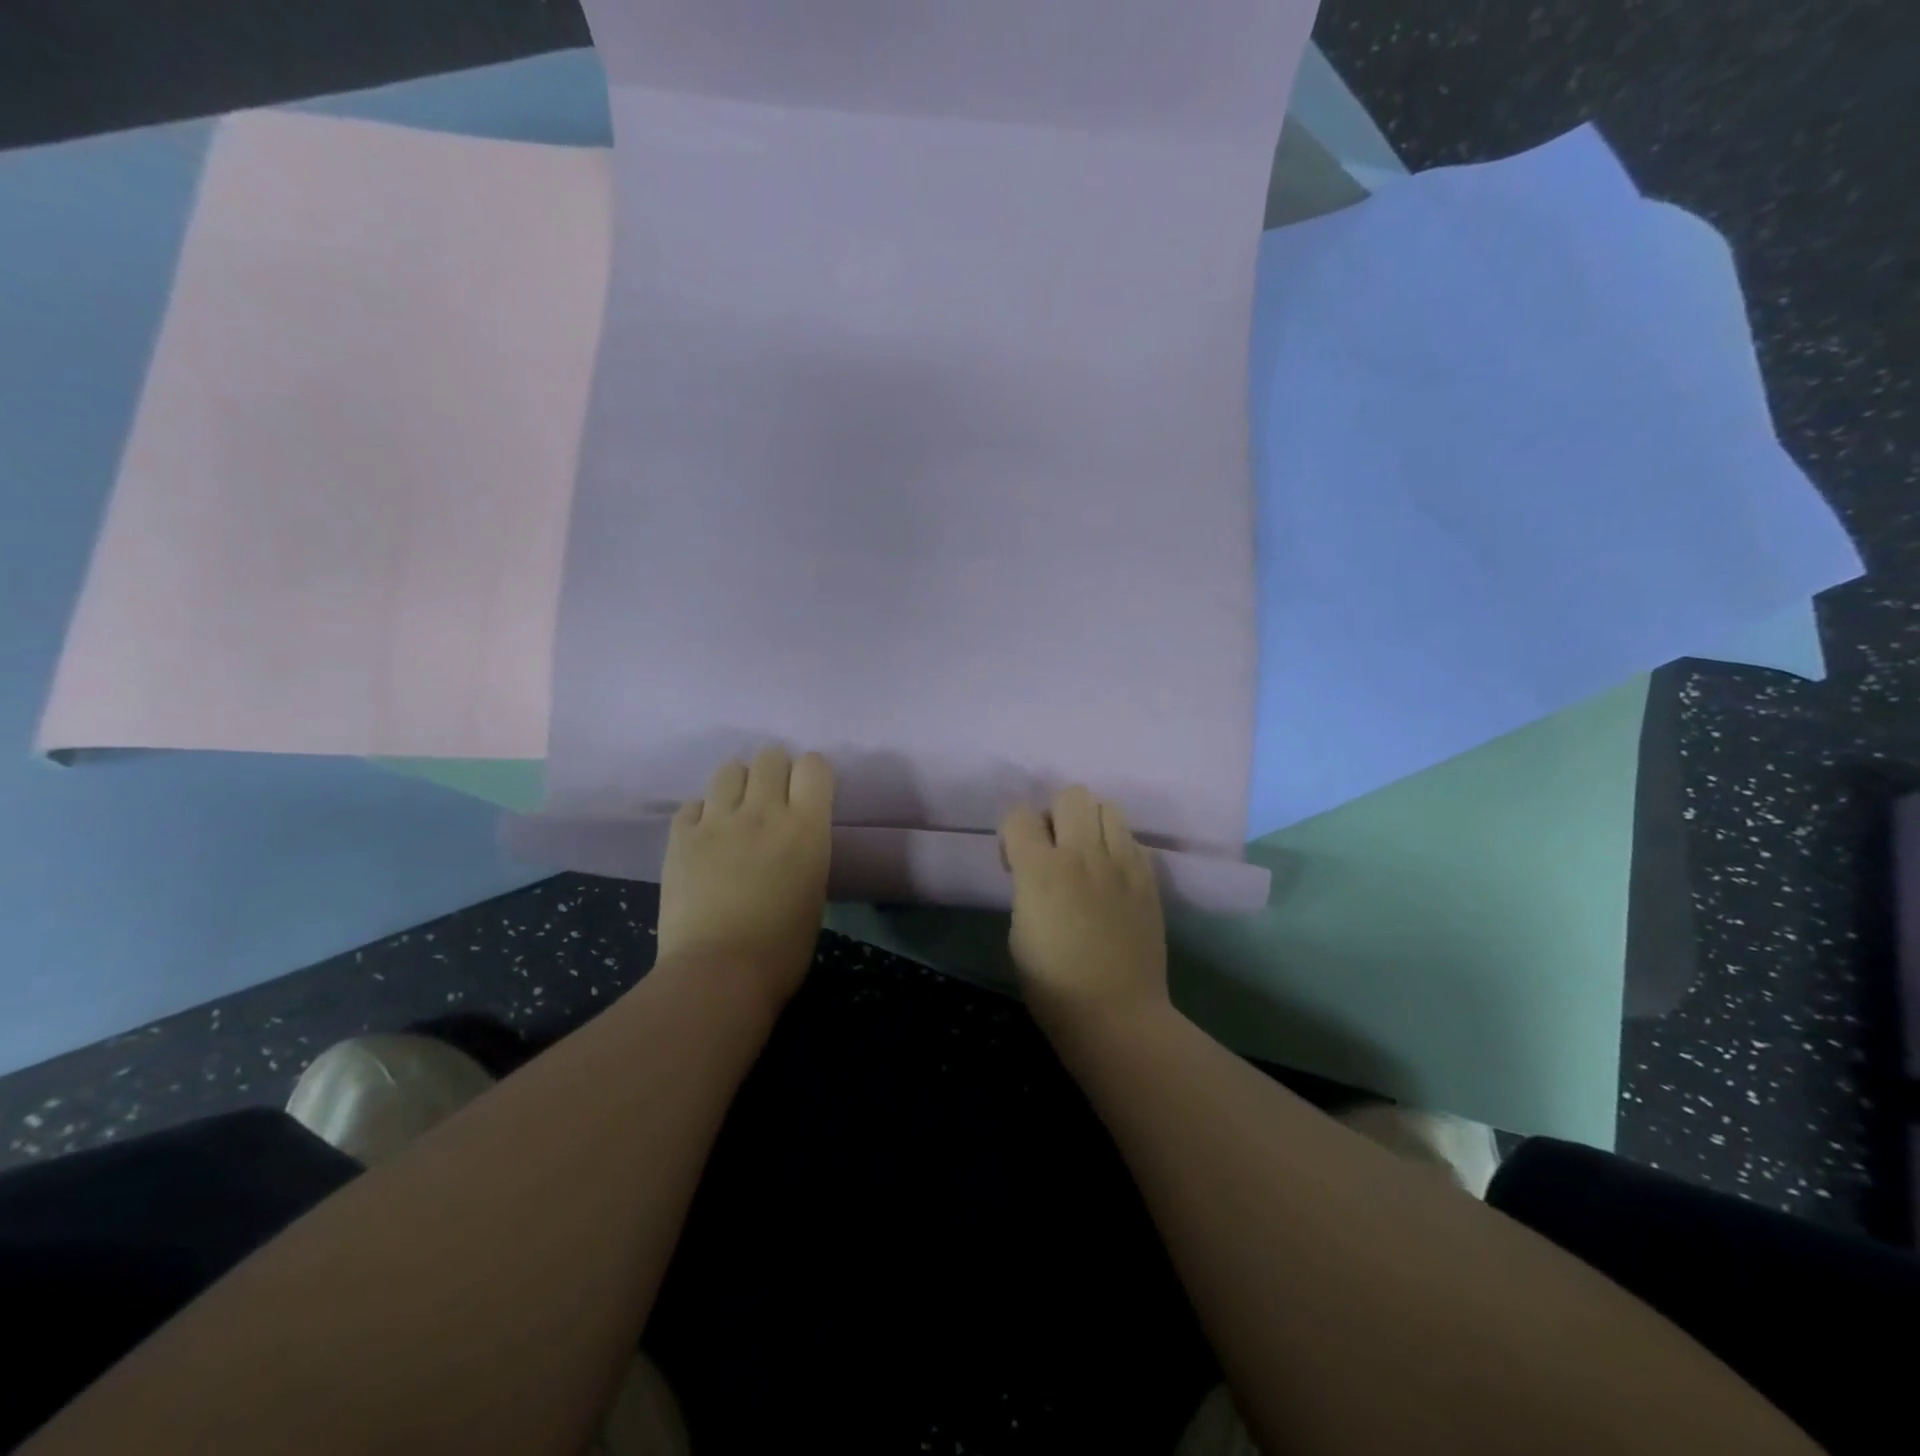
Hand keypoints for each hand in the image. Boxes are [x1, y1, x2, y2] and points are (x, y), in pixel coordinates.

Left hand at [656, 747, 833, 1010]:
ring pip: (729, 769)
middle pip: (770, 756)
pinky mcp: (681, 836)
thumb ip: (805, 847)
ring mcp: (718, 821)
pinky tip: (705, 839)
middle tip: (772, 802)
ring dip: (738, 785)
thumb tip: (791, 837)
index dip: (812, 775)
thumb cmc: (782, 947)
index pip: (814, 766)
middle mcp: (764, 811)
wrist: (719, 973)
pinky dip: (702, 815)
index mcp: (806, 826)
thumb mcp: (814, 888)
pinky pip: (693, 804)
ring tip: (736, 813)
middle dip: (774, 772)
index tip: (808, 794)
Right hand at [1000, 786, 1168, 1039]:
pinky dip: (1117, 848)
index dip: (1012, 834)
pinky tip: (1112, 878)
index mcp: (1041, 871)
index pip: (1018, 815)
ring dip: (1090, 824)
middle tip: (1054, 851)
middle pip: (1071, 795)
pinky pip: (1132, 839)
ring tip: (1087, 857)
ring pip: (1108, 807)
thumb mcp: (1018, 932)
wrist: (1116, 1015)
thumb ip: (1026, 887)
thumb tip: (1038, 872)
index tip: (1015, 864)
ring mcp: (1122, 863)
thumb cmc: (1053, 986)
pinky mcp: (1149, 878)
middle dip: (1055, 816)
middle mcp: (1083, 854)